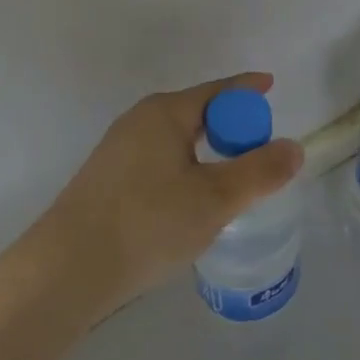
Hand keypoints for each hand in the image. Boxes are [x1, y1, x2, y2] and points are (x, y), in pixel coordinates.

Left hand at [29, 72, 303, 317]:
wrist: (65, 271)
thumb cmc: (147, 223)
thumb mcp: (215, 199)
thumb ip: (260, 172)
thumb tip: (294, 147)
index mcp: (165, 113)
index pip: (218, 91)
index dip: (248, 90)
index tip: (271, 88)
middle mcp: (139, 121)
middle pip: (197, 113)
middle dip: (230, 126)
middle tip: (259, 152)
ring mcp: (118, 150)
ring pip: (177, 141)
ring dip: (207, 154)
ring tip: (229, 183)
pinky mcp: (106, 181)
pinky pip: (159, 161)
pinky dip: (184, 170)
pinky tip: (188, 204)